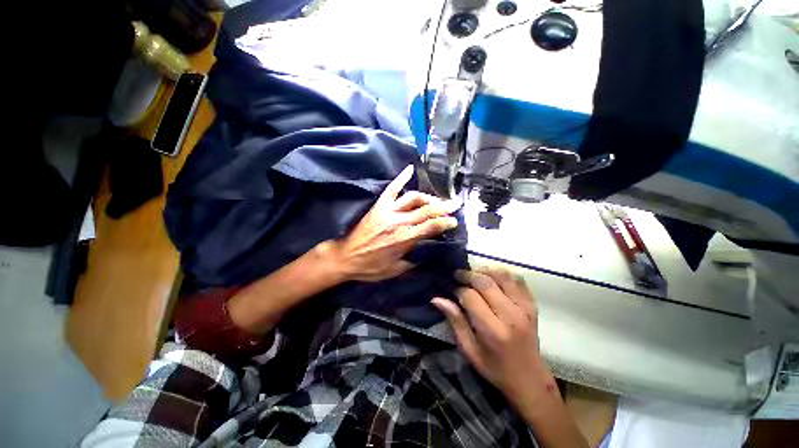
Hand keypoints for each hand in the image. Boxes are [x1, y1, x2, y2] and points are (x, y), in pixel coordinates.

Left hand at [328, 165, 460, 282]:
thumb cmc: (370, 267)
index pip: (430, 227)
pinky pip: (392, 188)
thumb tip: (428, 253)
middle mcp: (398, 222)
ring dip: (428, 198)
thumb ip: (413, 261)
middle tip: (456, 203)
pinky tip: (410, 169)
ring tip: (436, 201)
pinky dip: (401, 178)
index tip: (455, 221)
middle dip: (444, 207)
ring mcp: (388, 211)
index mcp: (403, 239)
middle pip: (426, 210)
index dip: (445, 222)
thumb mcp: (395, 270)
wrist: (345, 257)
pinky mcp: (379, 206)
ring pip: (413, 198)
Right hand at [432, 268, 552, 403]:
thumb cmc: (495, 368)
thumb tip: (437, 299)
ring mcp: (525, 308)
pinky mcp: (532, 306)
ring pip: (502, 276)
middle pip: (486, 282)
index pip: (471, 297)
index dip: (458, 290)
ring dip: (485, 270)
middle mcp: (511, 316)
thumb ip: (455, 322)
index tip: (452, 290)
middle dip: (468, 275)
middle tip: (458, 275)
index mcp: (493, 330)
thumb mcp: (469, 350)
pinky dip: (503, 273)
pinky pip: (518, 280)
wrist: (530, 379)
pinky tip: (492, 276)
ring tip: (474, 273)